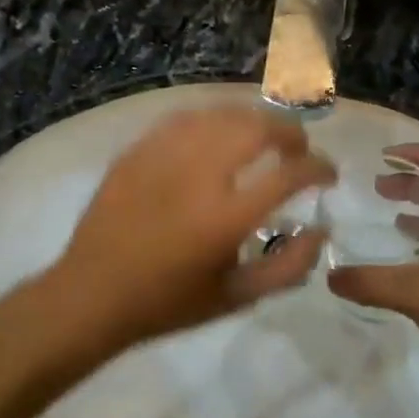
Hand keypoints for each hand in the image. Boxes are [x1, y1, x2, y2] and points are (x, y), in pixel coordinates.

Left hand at [52, 106, 332, 347]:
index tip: (327, 174)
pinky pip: (185, 118)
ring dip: (253, 121)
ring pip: (222, 114)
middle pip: (258, 127)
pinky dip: (213, 120)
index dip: (319, 168)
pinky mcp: (138, 150)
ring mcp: (164, 156)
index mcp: (226, 217)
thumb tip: (321, 231)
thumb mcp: (236, 298)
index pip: (290, 174)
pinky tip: (217, 134)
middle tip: (298, 150)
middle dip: (291, 132)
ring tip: (263, 138)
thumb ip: (288, 267)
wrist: (91, 295)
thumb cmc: (168, 303)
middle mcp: (199, 175)